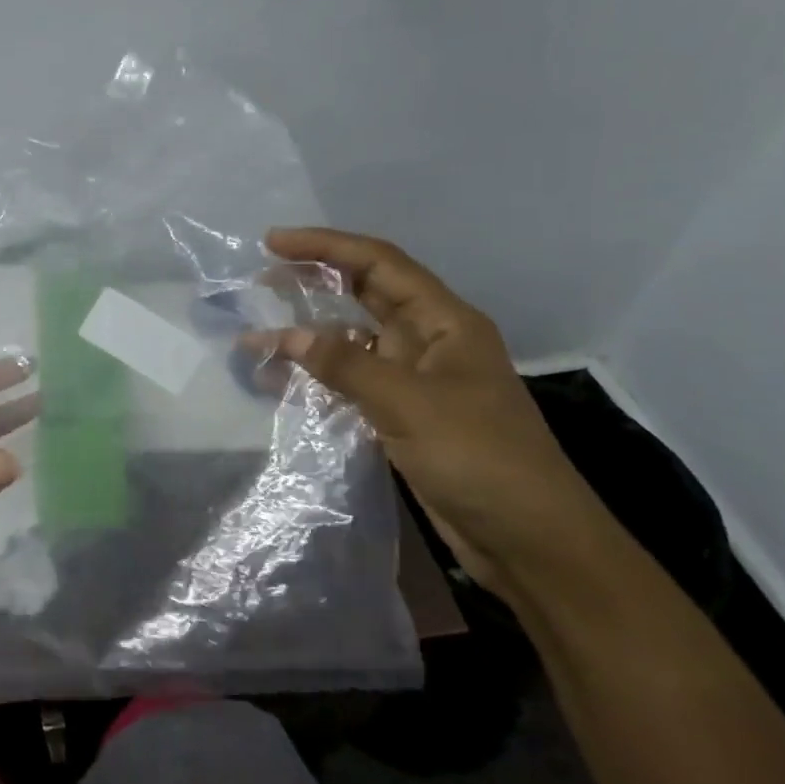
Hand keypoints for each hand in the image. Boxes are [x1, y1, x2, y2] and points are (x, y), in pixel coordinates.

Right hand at [246, 227, 605, 597]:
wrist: (529, 541)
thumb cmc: (480, 458)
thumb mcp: (409, 404)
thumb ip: (345, 365)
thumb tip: (287, 336)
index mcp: (445, 322)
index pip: (379, 264)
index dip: (325, 246)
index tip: (272, 242)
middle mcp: (429, 341)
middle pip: (364, 294)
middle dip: (312, 283)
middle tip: (260, 282)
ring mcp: (415, 379)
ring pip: (351, 341)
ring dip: (306, 337)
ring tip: (255, 339)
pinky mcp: (402, 415)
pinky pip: (349, 382)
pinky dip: (315, 378)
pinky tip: (279, 384)